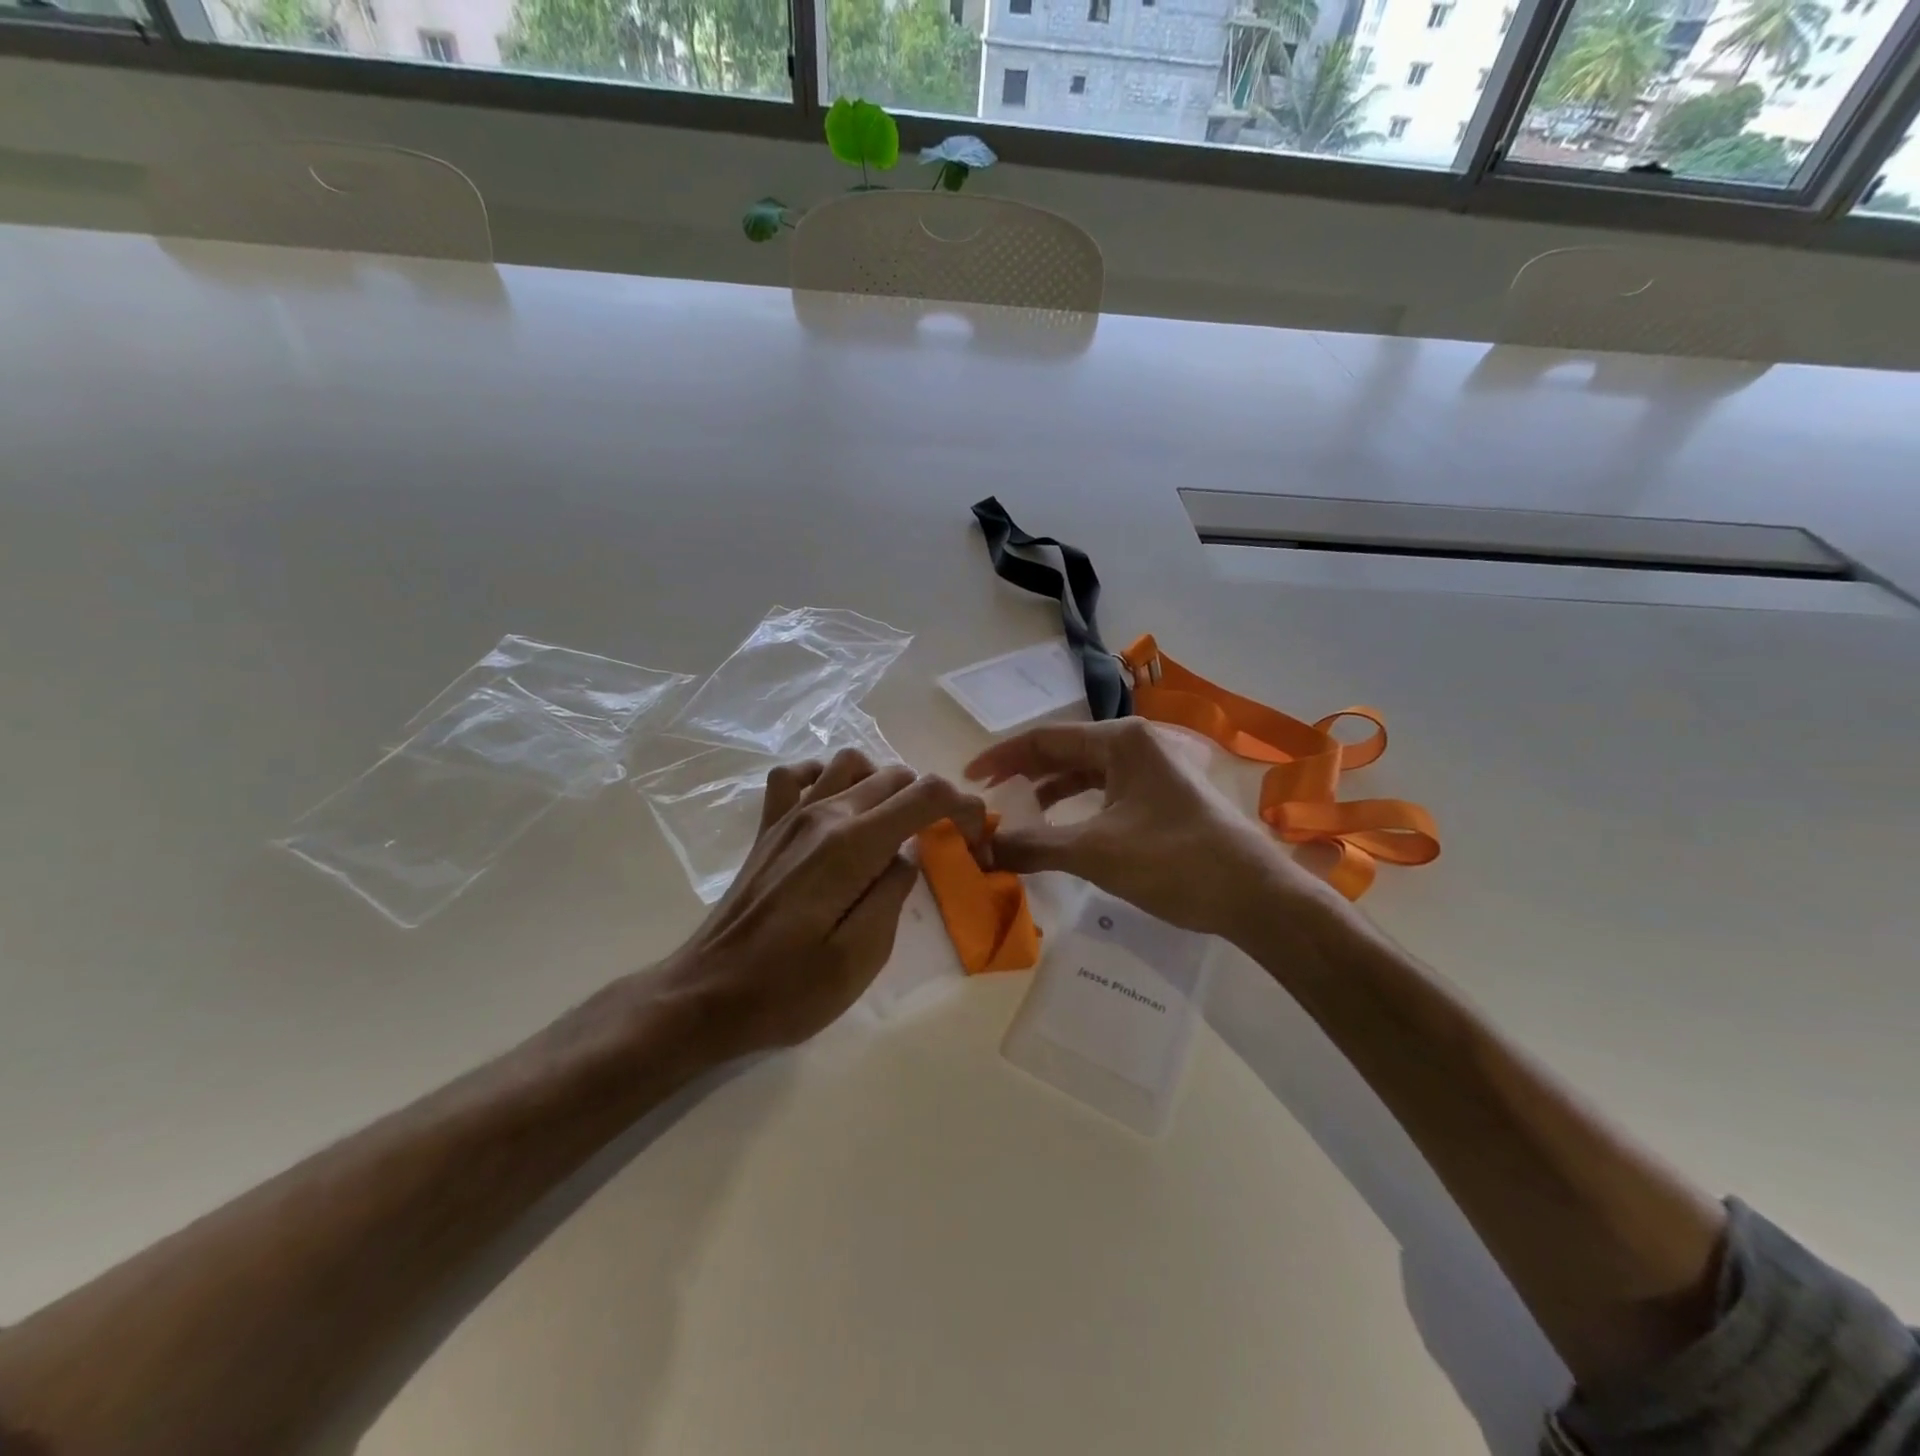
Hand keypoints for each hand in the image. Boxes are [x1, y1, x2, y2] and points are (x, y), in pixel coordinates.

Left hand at [656, 749, 985, 1057]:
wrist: (705, 995)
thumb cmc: (787, 989)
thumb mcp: (861, 958)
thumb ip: (894, 895)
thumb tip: (907, 856)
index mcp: (851, 846)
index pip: (924, 794)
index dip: (963, 806)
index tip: (976, 837)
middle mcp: (822, 814)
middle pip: (894, 775)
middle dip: (931, 800)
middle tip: (940, 843)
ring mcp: (789, 816)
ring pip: (850, 763)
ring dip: (884, 783)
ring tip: (893, 824)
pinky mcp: (768, 828)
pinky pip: (797, 775)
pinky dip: (825, 777)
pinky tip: (834, 806)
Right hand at [966, 719, 1328, 941]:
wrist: (1256, 896)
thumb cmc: (1173, 860)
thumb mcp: (1095, 853)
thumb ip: (1032, 846)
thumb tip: (981, 850)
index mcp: (1122, 740)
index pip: (1046, 738)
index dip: (1003, 757)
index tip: (969, 779)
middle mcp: (1139, 744)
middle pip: (1067, 750)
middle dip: (1025, 772)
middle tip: (989, 795)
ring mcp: (1157, 769)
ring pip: (1089, 771)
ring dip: (1052, 790)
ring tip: (1022, 812)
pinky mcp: (1167, 796)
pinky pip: (1110, 791)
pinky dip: (1081, 805)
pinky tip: (1066, 827)